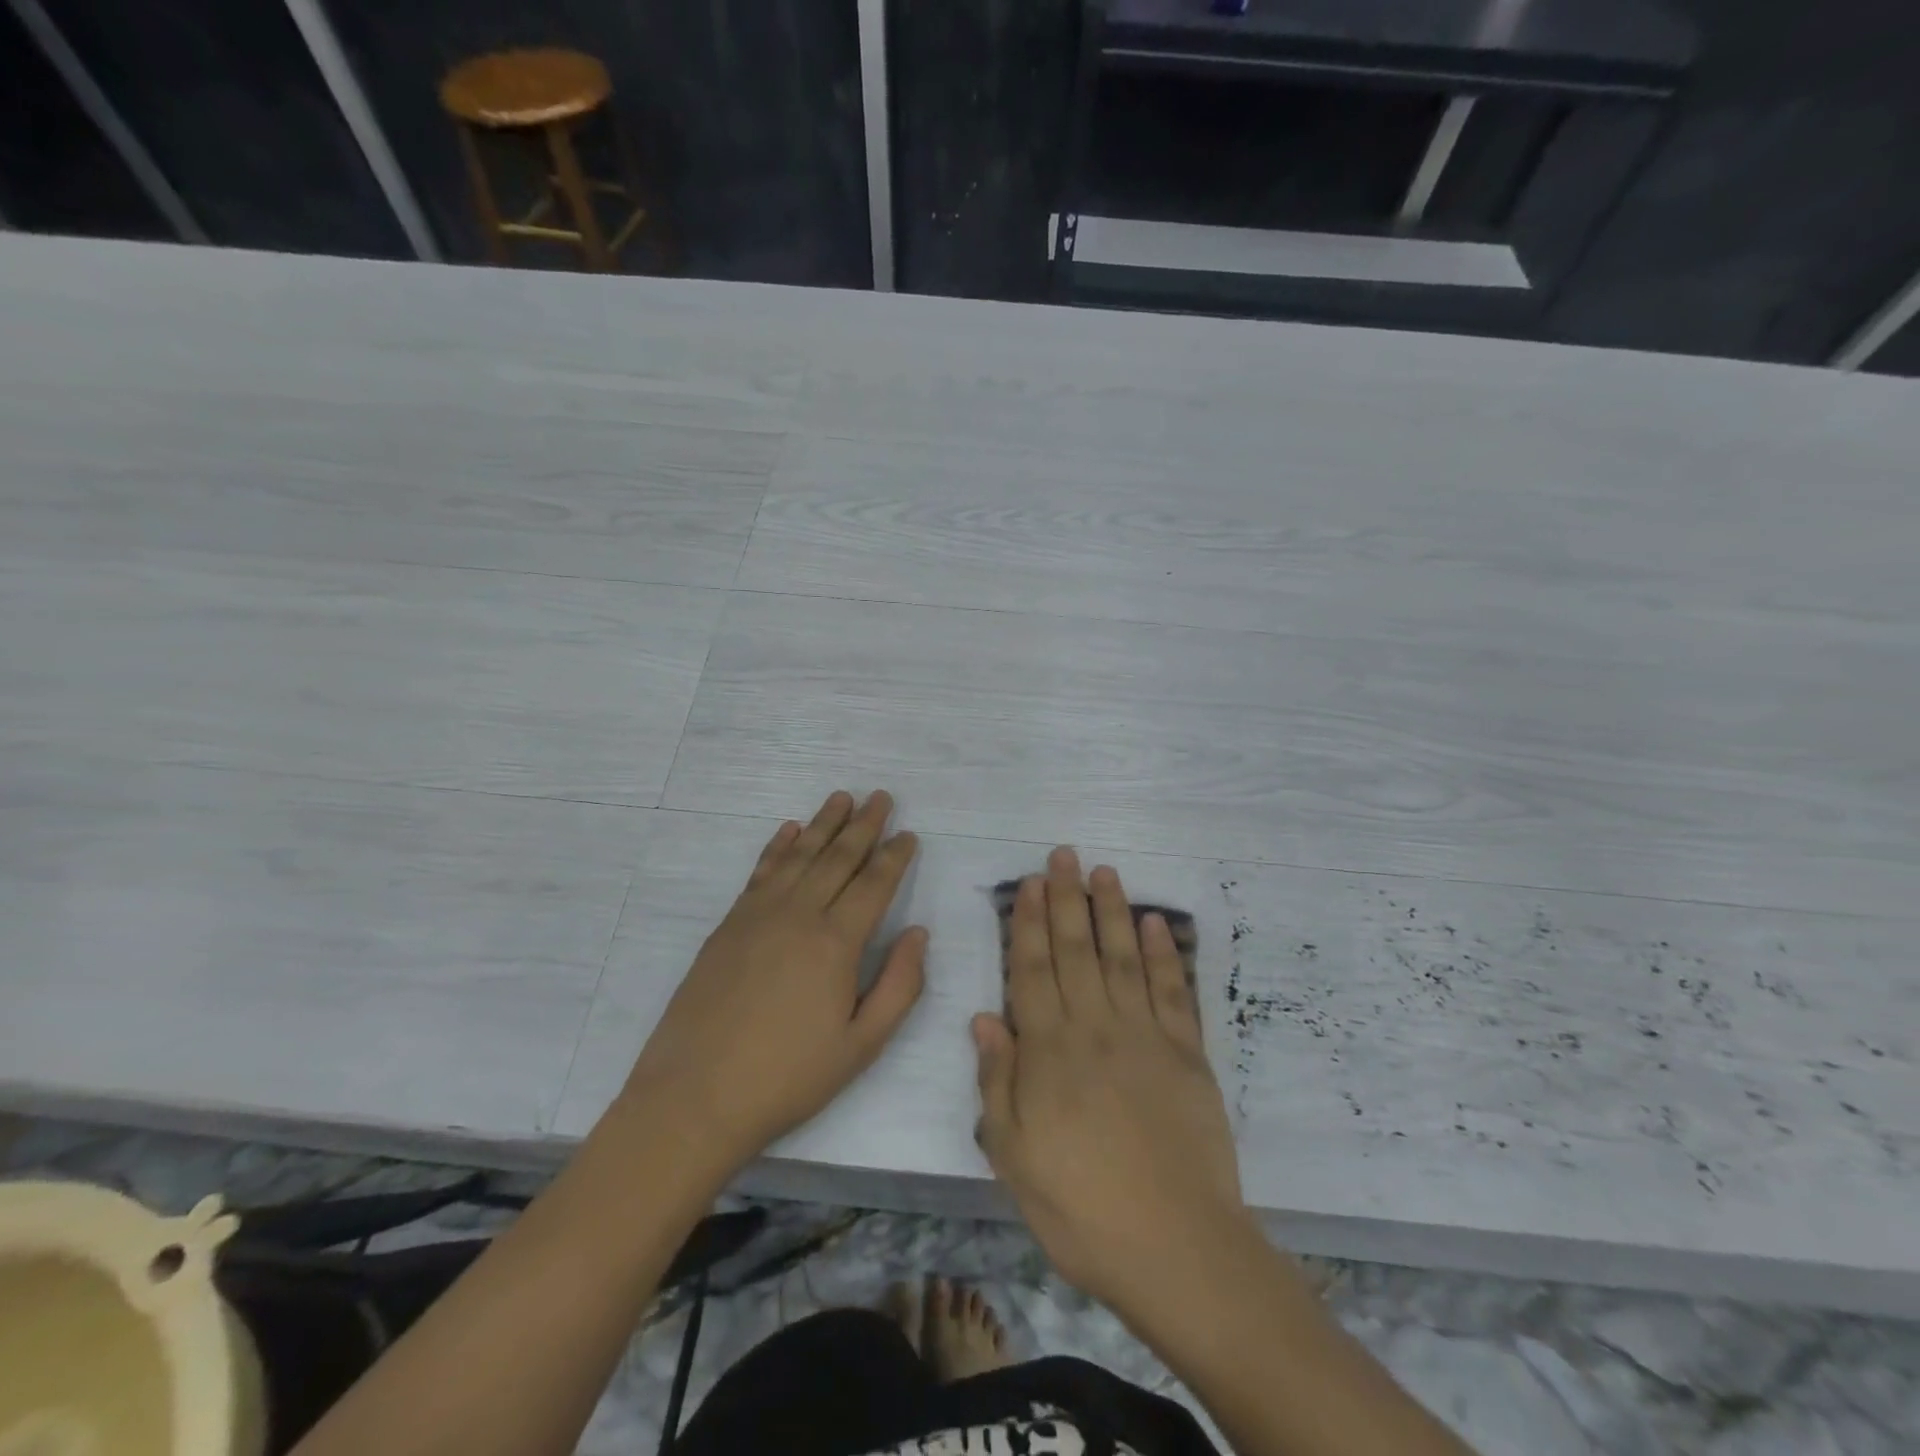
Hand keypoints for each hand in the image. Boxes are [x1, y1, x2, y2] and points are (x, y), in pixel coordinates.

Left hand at [621, 790, 925, 1174]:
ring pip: (800, 855)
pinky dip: (779, 846)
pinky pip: (761, 871)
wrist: (695, 1096)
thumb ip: (899, 985)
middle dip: (864, 825)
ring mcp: (758, 914)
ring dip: (824, 823)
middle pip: (839, 857)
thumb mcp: (861, 1045)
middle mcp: (799, 914)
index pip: (874, 884)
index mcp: (836, 942)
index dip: (894, 856)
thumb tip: (918, 933)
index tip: (908, 834)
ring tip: (843, 797)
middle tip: (881, 796)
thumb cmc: (788, 1077)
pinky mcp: (729, 924)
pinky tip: (790, 830)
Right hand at [973, 848, 1248, 1315]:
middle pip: (1076, 950)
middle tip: (1064, 855)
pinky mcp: (1188, 1053)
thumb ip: (998, 1082)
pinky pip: (1173, 992)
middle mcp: (1095, 1028)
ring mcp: (1146, 1036)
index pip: (1033, 970)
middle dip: (1067, 898)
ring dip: (1113, 911)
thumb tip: (984, 1018)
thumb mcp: (1014, 1157)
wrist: (1177, 1248)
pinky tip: (1156, 924)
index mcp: (1049, 1051)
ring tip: (1104, 872)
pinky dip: (1165, 954)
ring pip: (1123, 957)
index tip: (1030, 884)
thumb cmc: (1081, 1208)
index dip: (1029, 923)